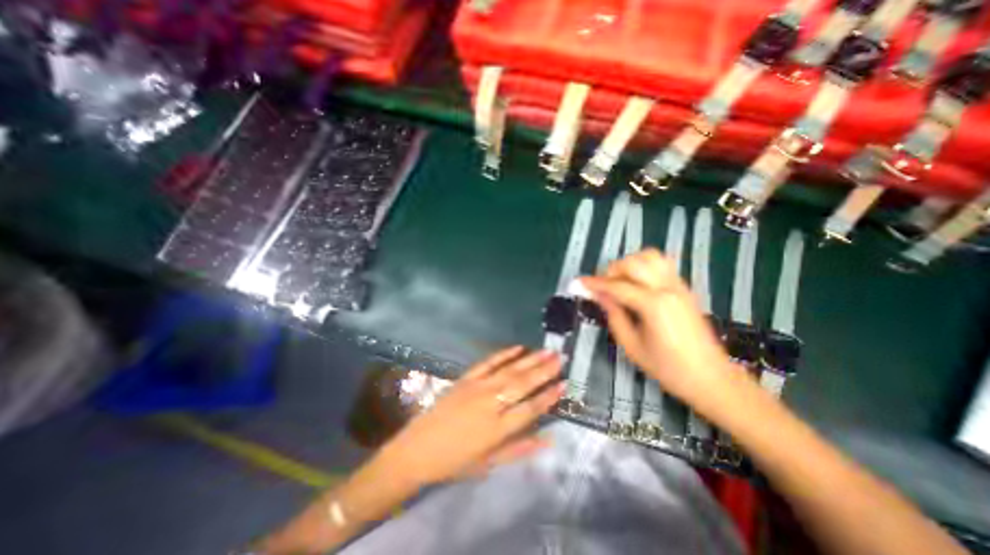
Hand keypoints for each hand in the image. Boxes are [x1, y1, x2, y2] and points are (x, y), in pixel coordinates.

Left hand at [380, 349, 564, 486]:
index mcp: (497, 429)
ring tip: (547, 351)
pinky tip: (518, 347)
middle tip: (560, 358)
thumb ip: (519, 449)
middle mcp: (490, 404)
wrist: (418, 449)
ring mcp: (477, 387)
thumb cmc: (455, 461)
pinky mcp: (466, 378)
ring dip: (530, 360)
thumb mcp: (489, 463)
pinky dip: (504, 354)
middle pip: (522, 384)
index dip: (549, 396)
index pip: (530, 409)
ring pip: (509, 370)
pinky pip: (488, 362)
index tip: (564, 384)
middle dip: (544, 371)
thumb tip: (548, 440)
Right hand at [583, 248, 737, 405]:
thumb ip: (613, 315)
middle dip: (612, 270)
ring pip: (650, 256)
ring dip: (629, 264)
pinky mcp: (684, 288)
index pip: (617, 286)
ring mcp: (679, 286)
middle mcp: (667, 288)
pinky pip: (662, 264)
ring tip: (620, 281)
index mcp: (654, 305)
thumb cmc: (668, 368)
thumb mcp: (631, 346)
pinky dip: (644, 266)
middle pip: (633, 263)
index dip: (595, 283)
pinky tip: (637, 283)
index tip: (579, 282)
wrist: (711, 378)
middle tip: (602, 287)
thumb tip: (598, 295)